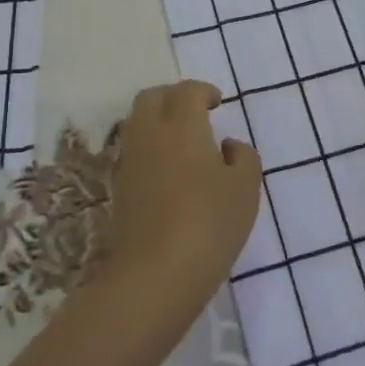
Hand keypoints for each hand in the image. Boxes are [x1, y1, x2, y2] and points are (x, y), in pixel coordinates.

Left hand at [95, 81, 261, 336]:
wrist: (154, 274)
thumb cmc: (208, 223)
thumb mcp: (245, 188)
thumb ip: (242, 157)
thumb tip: (227, 146)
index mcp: (181, 124)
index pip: (187, 91)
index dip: (203, 91)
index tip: (218, 102)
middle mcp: (149, 133)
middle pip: (153, 97)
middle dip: (174, 97)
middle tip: (197, 113)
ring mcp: (129, 160)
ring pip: (138, 122)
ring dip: (158, 121)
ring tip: (184, 143)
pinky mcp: (119, 188)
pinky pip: (134, 151)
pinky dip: (150, 148)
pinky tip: (170, 172)